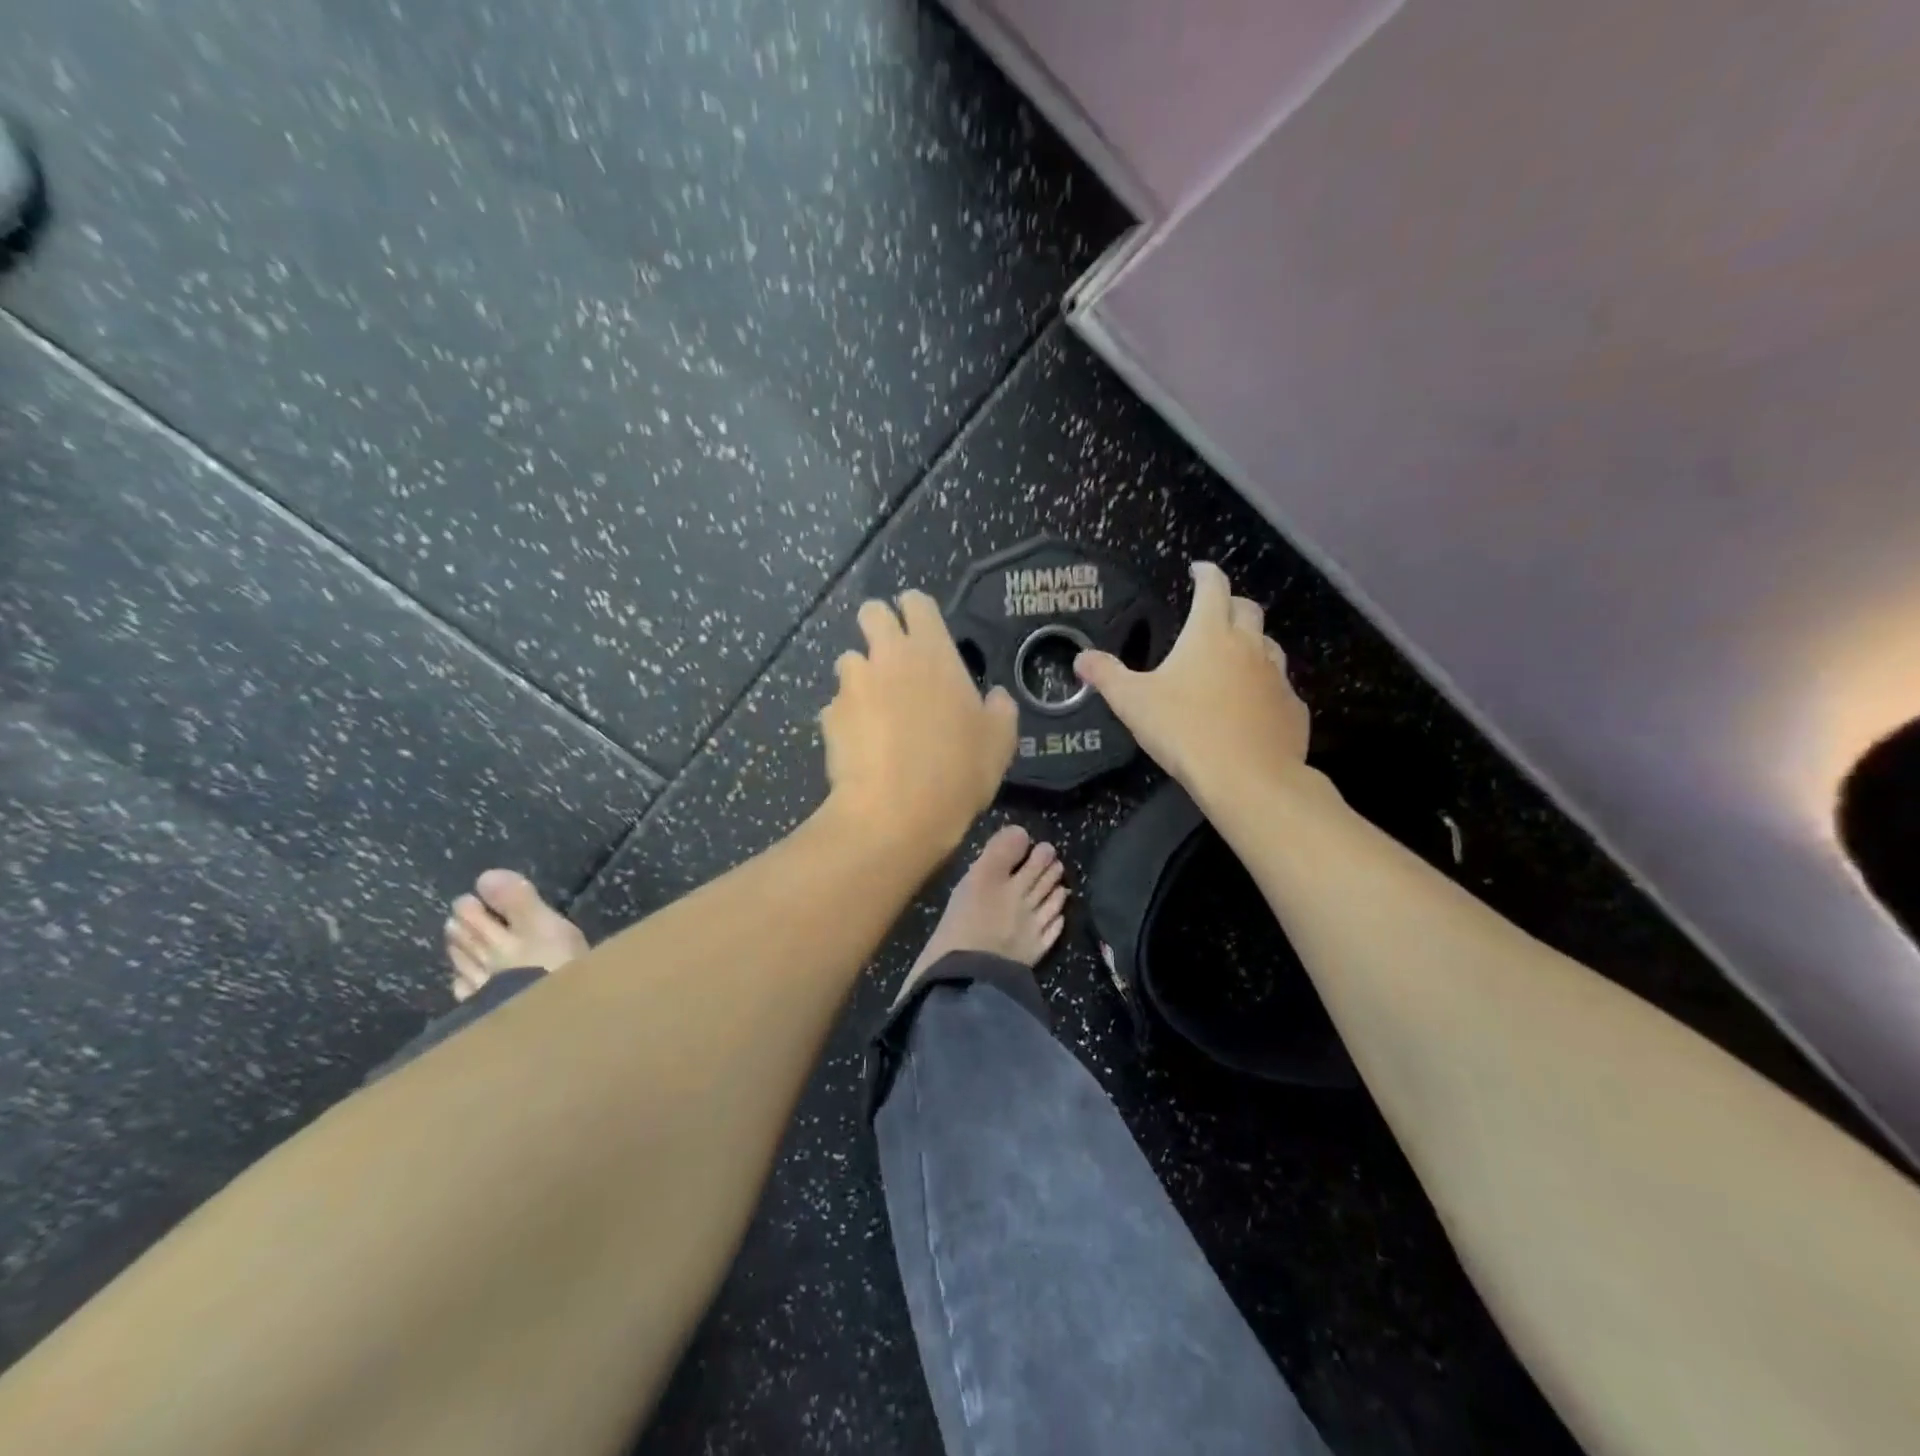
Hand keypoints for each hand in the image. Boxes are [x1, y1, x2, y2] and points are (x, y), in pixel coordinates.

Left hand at [820, 590, 1017, 853]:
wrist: (897, 812)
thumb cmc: (958, 770)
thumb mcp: (1000, 741)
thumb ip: (999, 709)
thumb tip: (995, 697)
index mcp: (932, 651)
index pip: (916, 602)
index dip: (916, 610)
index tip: (922, 629)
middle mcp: (888, 655)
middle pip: (872, 613)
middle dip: (879, 625)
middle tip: (894, 658)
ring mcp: (853, 684)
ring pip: (849, 660)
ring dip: (862, 676)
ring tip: (877, 711)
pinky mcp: (830, 715)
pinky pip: (837, 706)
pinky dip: (848, 718)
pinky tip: (862, 746)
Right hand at [1075, 561, 1309, 801]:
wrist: (1248, 778)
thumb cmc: (1185, 730)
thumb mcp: (1133, 702)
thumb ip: (1106, 675)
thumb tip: (1081, 658)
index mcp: (1210, 634)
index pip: (1214, 587)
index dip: (1206, 573)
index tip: (1198, 570)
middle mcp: (1249, 646)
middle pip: (1247, 609)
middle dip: (1230, 603)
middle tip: (1214, 613)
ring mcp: (1276, 676)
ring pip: (1268, 645)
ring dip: (1251, 643)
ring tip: (1233, 658)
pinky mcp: (1292, 708)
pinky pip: (1279, 687)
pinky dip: (1264, 686)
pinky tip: (1251, 705)